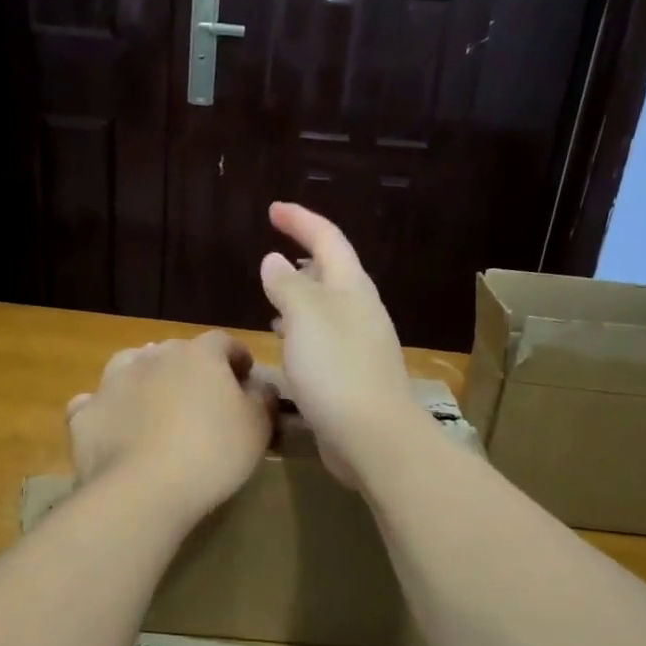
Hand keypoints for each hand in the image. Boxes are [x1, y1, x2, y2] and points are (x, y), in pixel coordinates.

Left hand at [66, 331, 277, 520]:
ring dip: (145, 378)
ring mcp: (112, 383)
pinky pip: (96, 403)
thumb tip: (259, 386)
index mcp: (198, 355)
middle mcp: (152, 357)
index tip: (245, 375)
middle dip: (190, 368)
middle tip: (202, 397)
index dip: (236, 356)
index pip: (223, 342)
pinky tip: (114, 426)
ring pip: (130, 366)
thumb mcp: (257, 427)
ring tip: (155, 403)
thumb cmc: (212, 453)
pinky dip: (107, 409)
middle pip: (175, 351)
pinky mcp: (85, 414)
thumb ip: (262, 399)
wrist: (143, 490)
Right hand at [259, 201, 422, 484]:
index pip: (327, 240)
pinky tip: (289, 346)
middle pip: (333, 272)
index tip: (273, 210)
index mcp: (352, 288)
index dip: (301, 221)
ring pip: (328, 308)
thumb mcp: (305, 317)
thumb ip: (287, 286)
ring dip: (302, 297)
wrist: (372, 435)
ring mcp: (360, 345)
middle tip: (272, 256)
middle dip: (303, 259)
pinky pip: (325, 340)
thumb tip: (274, 261)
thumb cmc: (336, 369)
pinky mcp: (353, 375)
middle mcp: (361, 311)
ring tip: (273, 299)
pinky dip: (303, 332)